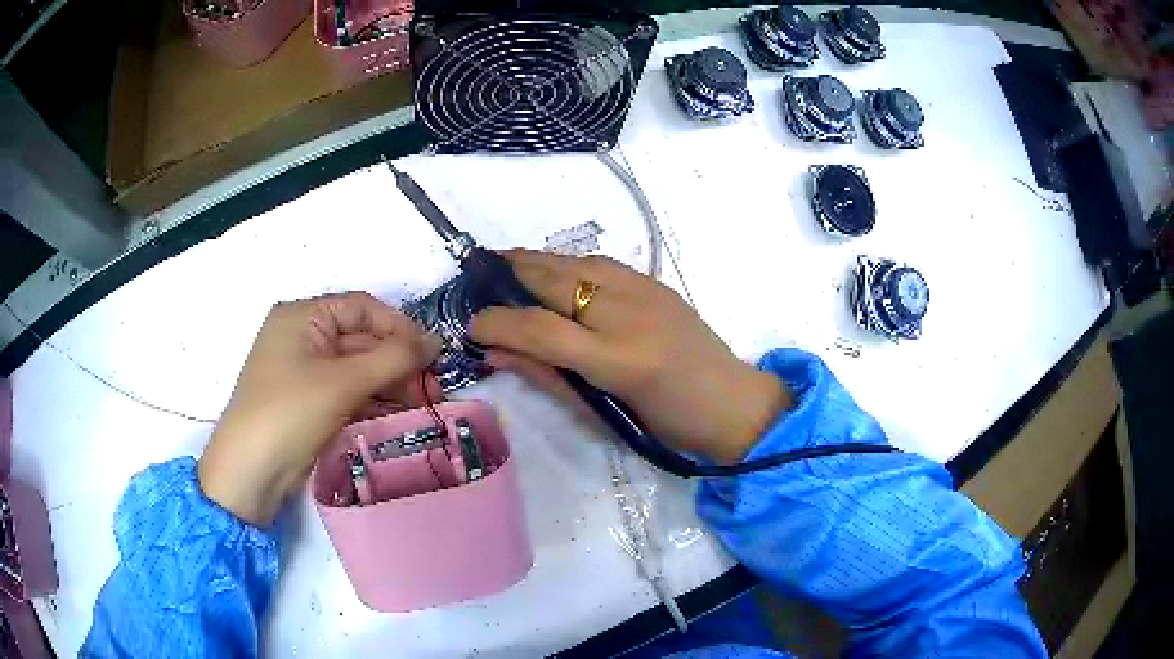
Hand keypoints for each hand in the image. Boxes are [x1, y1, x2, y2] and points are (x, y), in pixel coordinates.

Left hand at [199, 293, 440, 524]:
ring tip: (425, 404)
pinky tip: (400, 414)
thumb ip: (393, 357)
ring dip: (391, 384)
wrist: (251, 471)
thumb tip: (435, 341)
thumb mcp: (343, 381)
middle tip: (433, 387)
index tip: (432, 353)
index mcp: (303, 316)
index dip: (399, 326)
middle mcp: (303, 337)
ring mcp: (305, 372)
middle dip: (398, 362)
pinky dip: (374, 400)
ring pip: (358, 369)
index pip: (361, 308)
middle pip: (362, 340)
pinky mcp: (310, 402)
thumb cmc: (290, 411)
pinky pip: (348, 392)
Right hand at [471, 251, 788, 464]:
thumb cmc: (667, 426)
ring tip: (505, 267)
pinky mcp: (656, 283)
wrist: (732, 404)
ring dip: (535, 262)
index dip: (498, 323)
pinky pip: (601, 264)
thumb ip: (548, 377)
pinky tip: (553, 273)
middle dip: (509, 274)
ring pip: (576, 262)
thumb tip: (498, 351)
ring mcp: (646, 291)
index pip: (540, 329)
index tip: (472, 326)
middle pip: (555, 280)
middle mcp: (629, 314)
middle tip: (477, 276)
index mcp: (617, 360)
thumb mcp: (603, 414)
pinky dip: (568, 264)